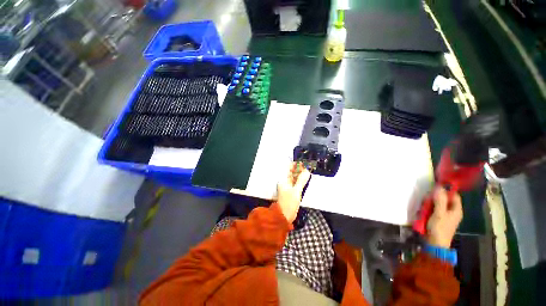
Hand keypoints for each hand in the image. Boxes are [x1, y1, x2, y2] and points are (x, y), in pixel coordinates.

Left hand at [276, 162, 310, 222]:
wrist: (284, 216)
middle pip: (292, 174)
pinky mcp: (291, 192)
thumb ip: (301, 181)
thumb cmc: (289, 203)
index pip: (289, 170)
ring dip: (301, 175)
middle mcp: (285, 183)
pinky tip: (305, 180)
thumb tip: (307, 171)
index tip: (304, 162)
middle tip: (308, 166)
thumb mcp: (296, 191)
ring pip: (295, 179)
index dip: (296, 165)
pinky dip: (300, 182)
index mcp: (283, 181)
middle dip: (299, 170)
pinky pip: (296, 184)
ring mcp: (288, 188)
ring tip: (308, 171)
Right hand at [426, 187, 462, 247]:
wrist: (434, 243)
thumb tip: (440, 186)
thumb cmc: (439, 228)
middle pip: (443, 199)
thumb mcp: (439, 213)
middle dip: (434, 198)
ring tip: (424, 208)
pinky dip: (427, 209)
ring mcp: (444, 215)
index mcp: (456, 209)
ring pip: (436, 204)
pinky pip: (432, 210)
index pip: (453, 195)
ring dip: (429, 204)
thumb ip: (440, 200)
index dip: (446, 190)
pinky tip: (422, 212)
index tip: (435, 188)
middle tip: (427, 200)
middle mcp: (451, 211)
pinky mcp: (437, 219)